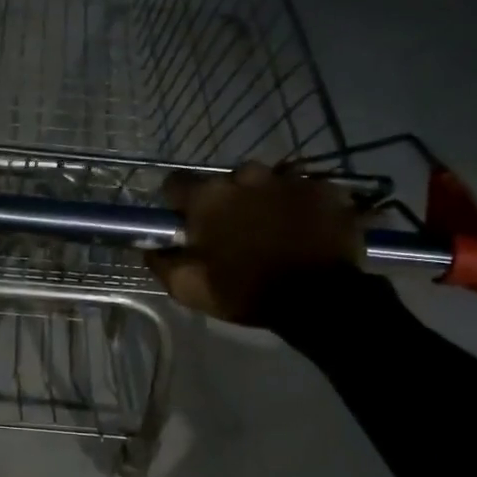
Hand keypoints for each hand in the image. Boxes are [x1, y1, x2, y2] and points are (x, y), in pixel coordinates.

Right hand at [145, 162, 362, 326]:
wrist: (318, 299)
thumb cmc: (245, 291)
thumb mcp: (189, 288)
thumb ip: (162, 263)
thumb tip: (150, 248)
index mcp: (209, 197)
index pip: (176, 183)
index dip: (178, 202)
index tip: (184, 220)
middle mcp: (247, 176)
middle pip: (226, 181)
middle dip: (226, 200)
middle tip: (234, 230)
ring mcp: (290, 179)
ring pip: (267, 181)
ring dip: (264, 199)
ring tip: (274, 227)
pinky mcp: (326, 189)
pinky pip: (305, 190)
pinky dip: (301, 205)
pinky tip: (305, 228)